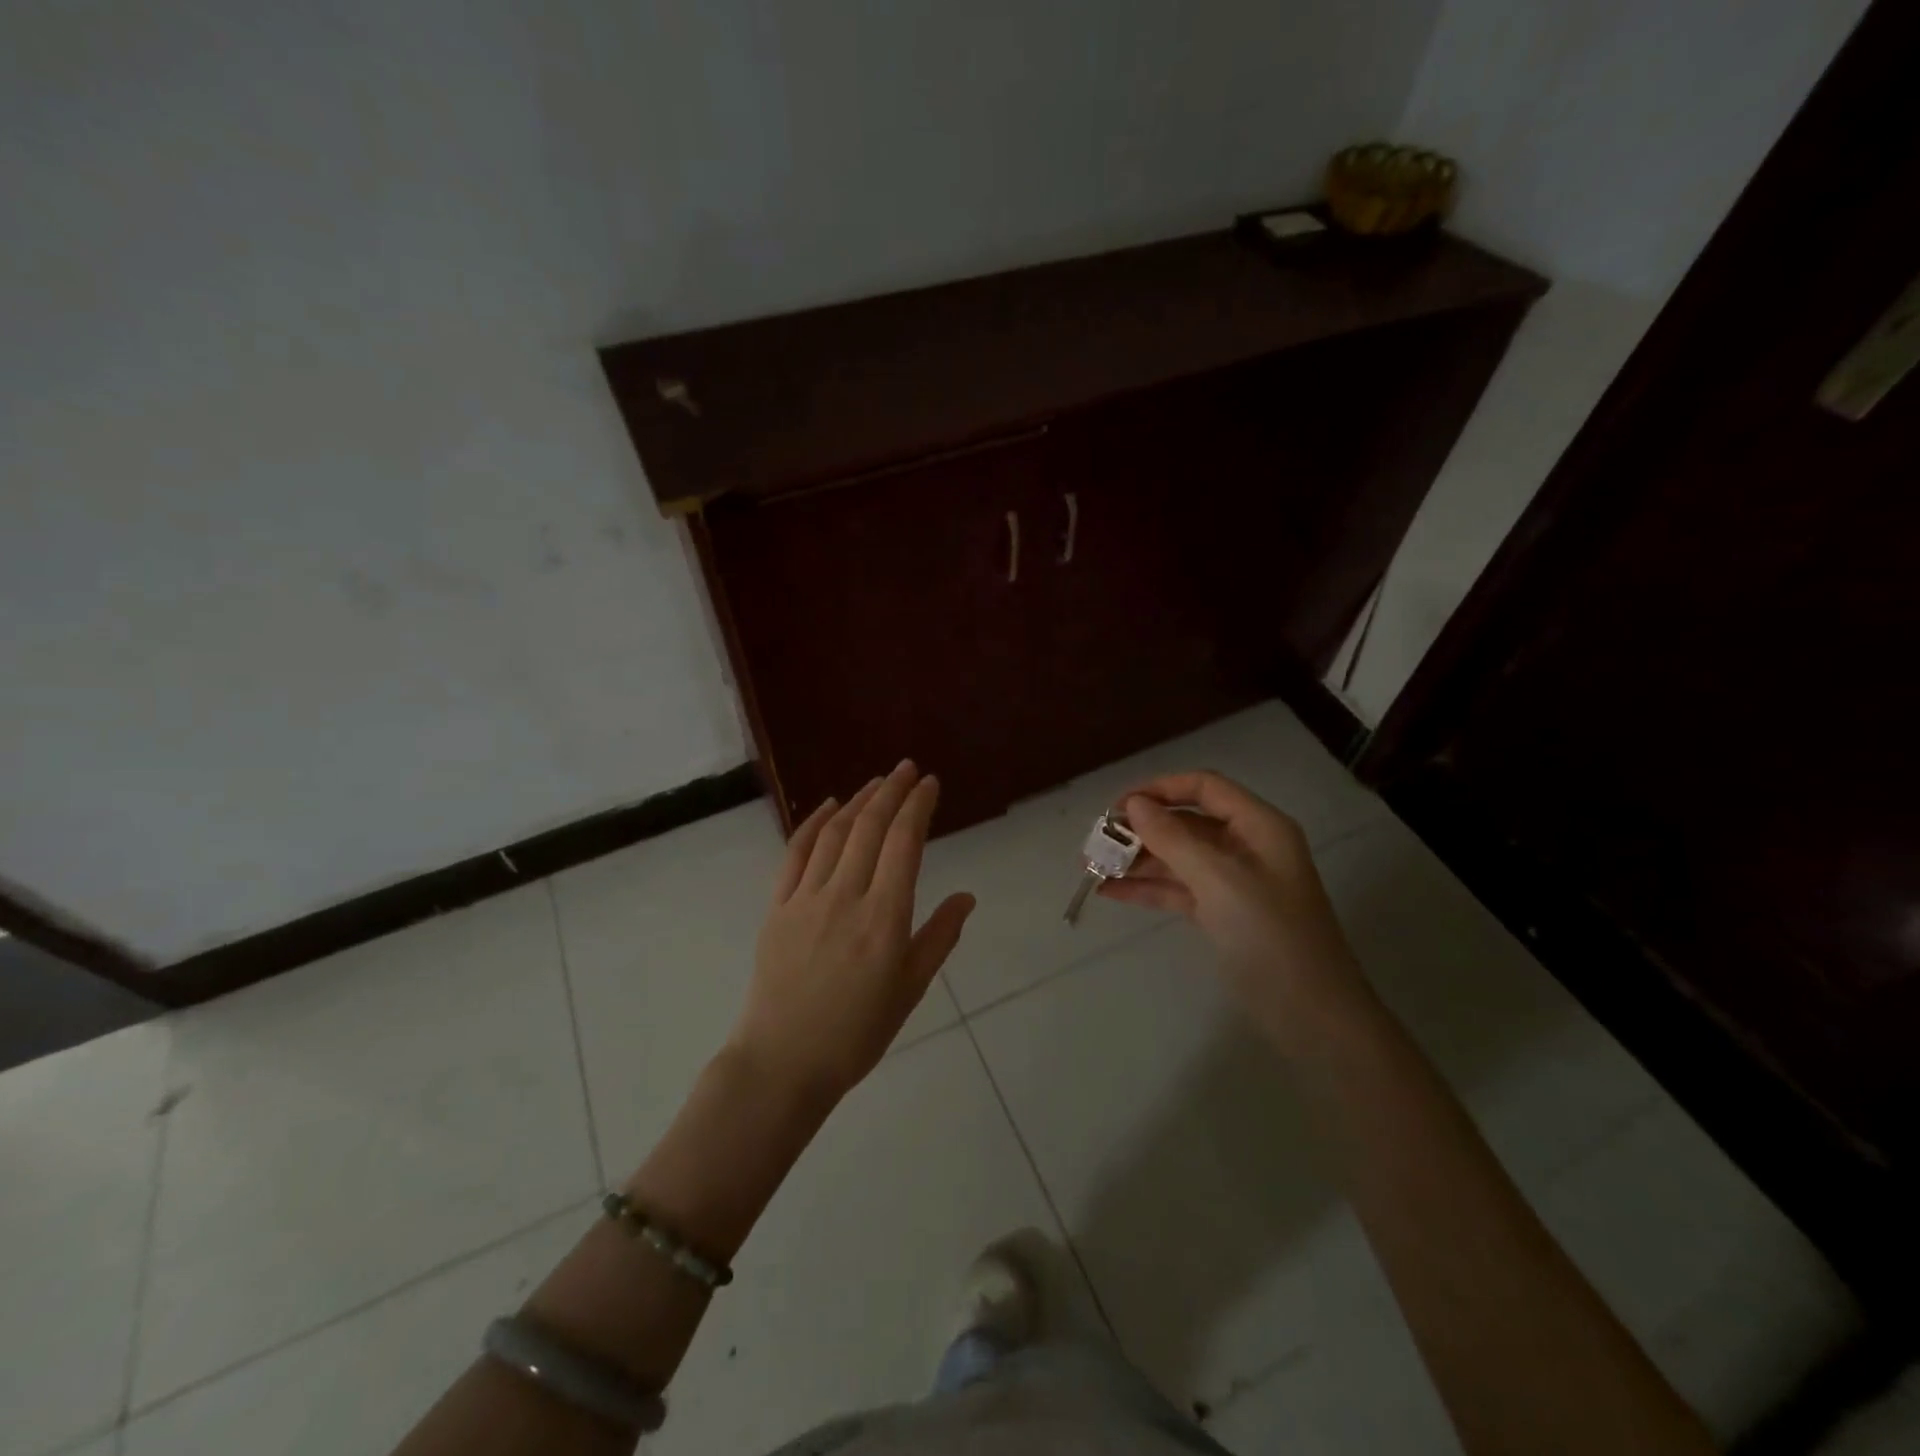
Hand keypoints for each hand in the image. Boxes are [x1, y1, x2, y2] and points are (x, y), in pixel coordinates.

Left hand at [727, 761, 974, 1102]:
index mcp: (884, 917)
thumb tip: (967, 896)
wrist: (784, 1062)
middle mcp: (846, 896)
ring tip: (877, 782)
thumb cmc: (857, 1033)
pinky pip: (795, 854)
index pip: (904, 843)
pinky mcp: (777, 907)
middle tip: (907, 768)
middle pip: (870, 827)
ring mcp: (806, 898)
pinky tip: (828, 807)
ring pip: (835, 834)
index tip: (930, 783)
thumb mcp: (910, 989)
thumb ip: (939, 937)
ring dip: (858, 801)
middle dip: (892, 791)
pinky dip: (813, 824)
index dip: (918, 806)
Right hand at [1099, 771, 1366, 1028]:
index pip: (1204, 787)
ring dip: (1137, 860)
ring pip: (1178, 857)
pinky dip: (1147, 889)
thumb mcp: (1219, 881)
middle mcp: (1246, 847)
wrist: (1312, 1016)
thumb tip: (1133, 804)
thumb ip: (1173, 839)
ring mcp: (1234, 882)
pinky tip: (1109, 893)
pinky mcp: (1222, 914)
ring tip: (1091, 867)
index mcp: (1258, 826)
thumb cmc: (1270, 936)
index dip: (1160, 789)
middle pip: (1186, 822)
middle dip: (1141, 829)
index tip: (1117, 807)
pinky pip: (1178, 889)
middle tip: (1095, 842)